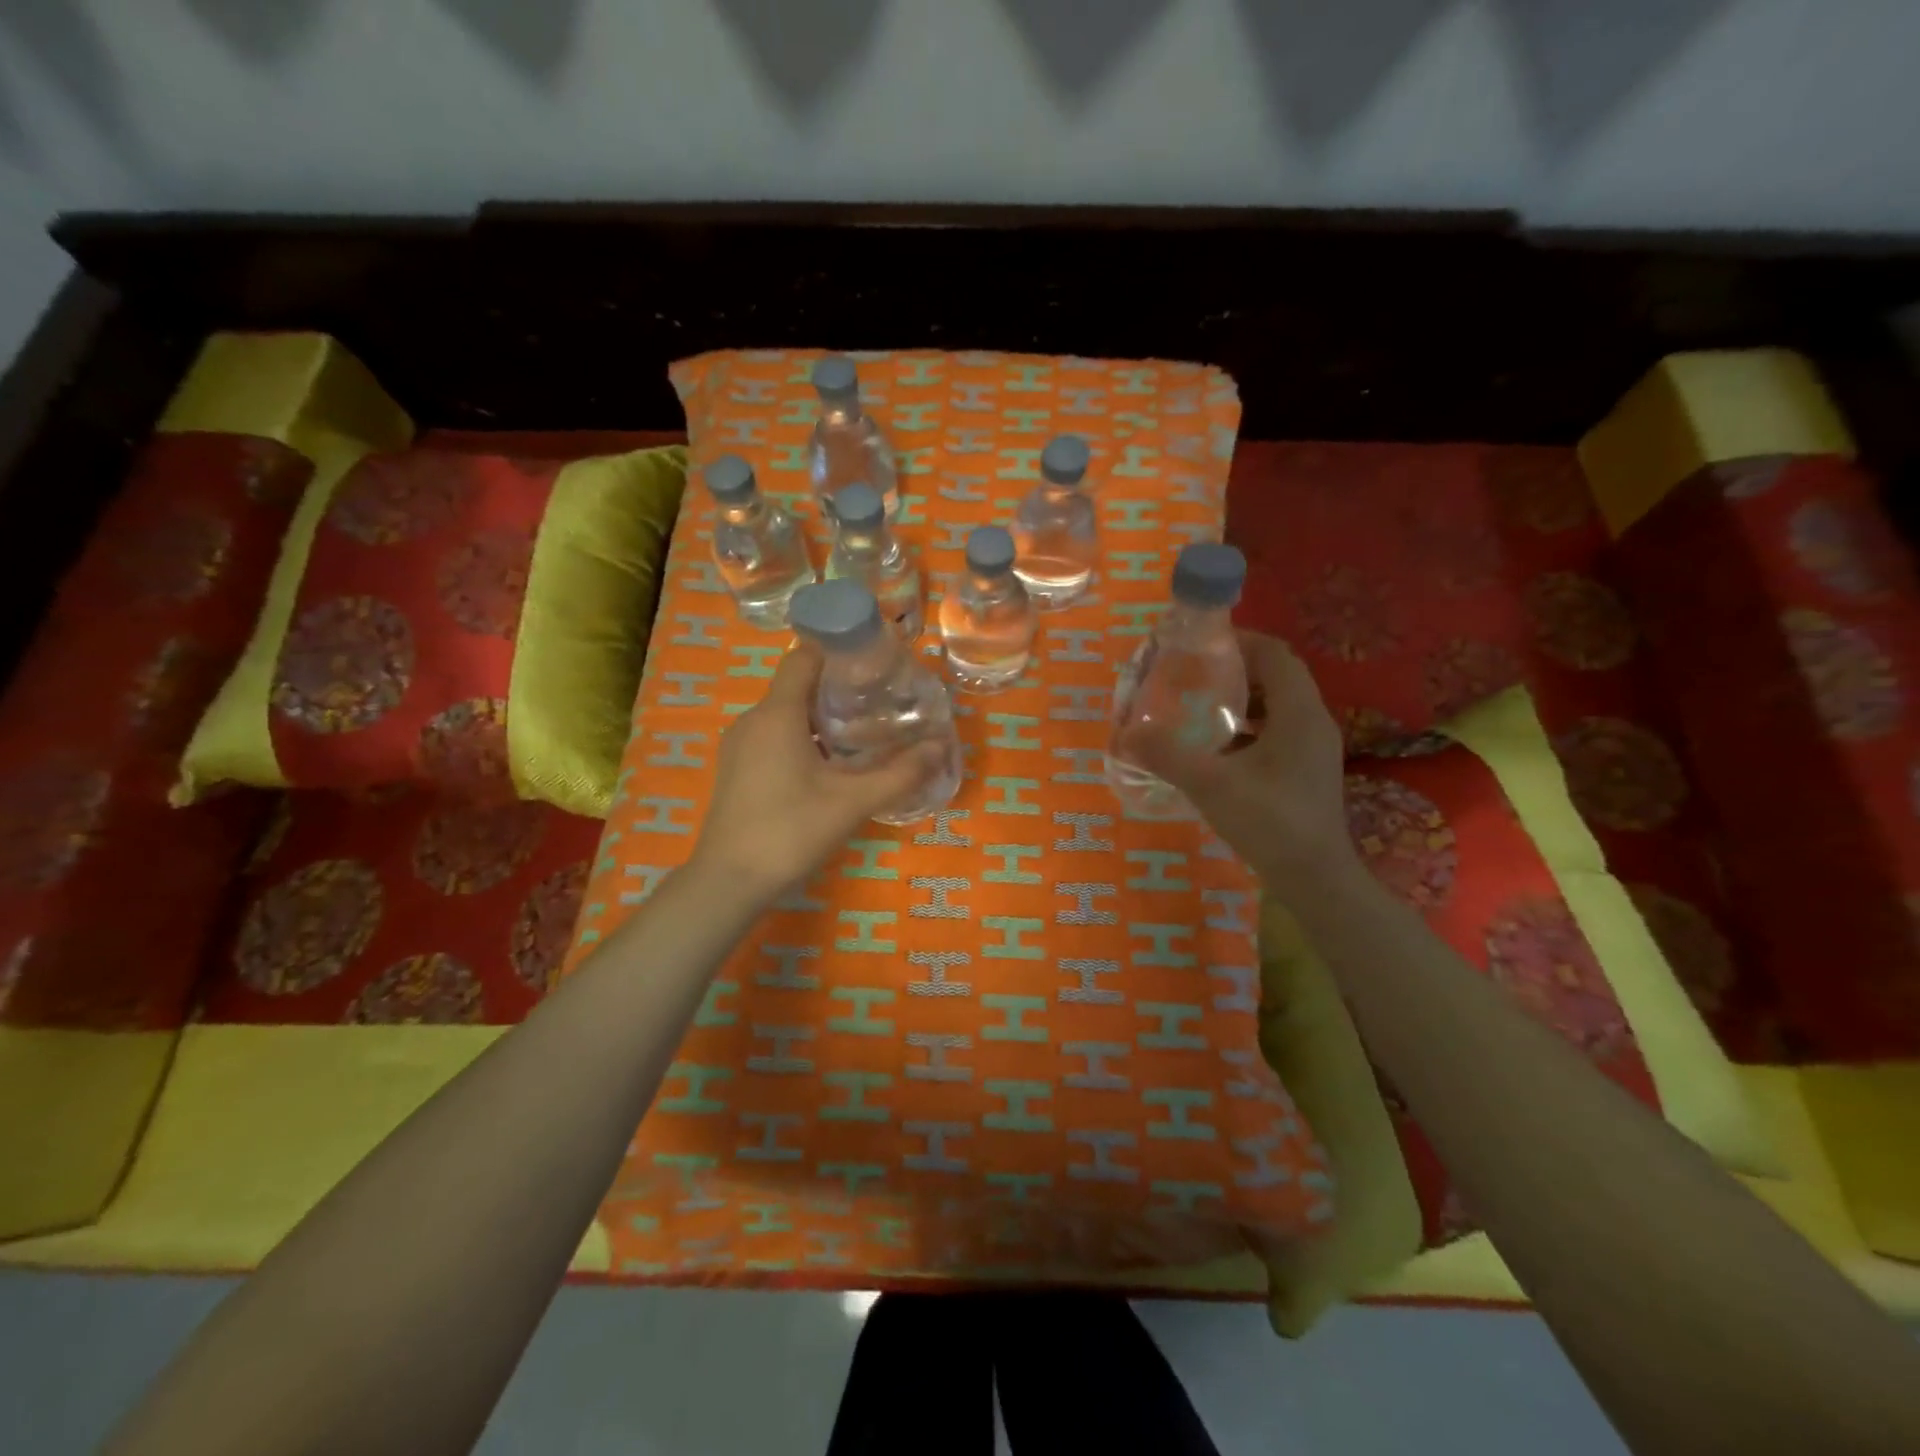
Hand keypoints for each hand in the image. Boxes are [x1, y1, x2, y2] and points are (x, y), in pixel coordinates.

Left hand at [688, 641, 945, 899]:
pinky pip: (773, 737)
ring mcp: (739, 746)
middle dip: (838, 687)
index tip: (874, 662)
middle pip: (797, 685)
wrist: (729, 882)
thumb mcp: (853, 802)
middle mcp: (753, 720)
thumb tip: (939, 747)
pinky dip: (803, 738)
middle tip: (879, 701)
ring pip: (785, 714)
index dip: (837, 651)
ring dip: (821, 717)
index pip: (803, 657)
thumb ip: (900, 773)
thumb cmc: (791, 831)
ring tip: (862, 733)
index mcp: (777, 714)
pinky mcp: (736, 769)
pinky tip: (829, 766)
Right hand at [1119, 630, 1356, 899]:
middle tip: (1191, 675)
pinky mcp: (1308, 769)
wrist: (1315, 878)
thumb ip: (1167, 755)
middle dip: (1234, 670)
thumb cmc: (1269, 823)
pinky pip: (1279, 730)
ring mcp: (1314, 747)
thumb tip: (1127, 734)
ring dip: (1241, 699)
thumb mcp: (1210, 785)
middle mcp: (1313, 721)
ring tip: (1199, 706)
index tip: (1199, 646)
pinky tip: (1218, 746)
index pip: (1275, 654)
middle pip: (1276, 676)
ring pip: (1278, 705)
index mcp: (1299, 713)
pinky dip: (1249, 726)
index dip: (1239, 642)